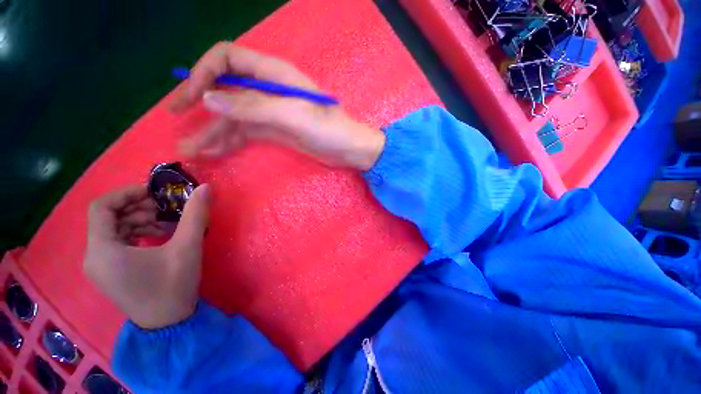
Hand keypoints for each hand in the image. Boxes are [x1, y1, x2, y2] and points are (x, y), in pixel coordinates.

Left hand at [83, 184, 209, 328]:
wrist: (169, 324)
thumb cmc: (173, 285)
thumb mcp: (187, 247)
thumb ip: (195, 215)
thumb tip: (205, 188)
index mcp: (103, 250)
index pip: (101, 207)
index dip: (127, 193)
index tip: (155, 193)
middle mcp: (93, 257)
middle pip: (108, 218)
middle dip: (138, 207)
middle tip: (166, 208)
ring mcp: (100, 266)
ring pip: (113, 230)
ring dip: (140, 220)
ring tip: (167, 223)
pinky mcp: (109, 272)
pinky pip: (117, 242)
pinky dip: (137, 233)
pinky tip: (160, 236)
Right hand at [171, 42, 385, 170]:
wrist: (348, 149)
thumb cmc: (329, 130)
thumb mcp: (293, 115)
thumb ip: (253, 105)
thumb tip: (209, 97)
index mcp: (272, 74)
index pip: (227, 59)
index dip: (203, 72)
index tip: (190, 97)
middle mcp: (267, 89)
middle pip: (225, 87)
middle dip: (199, 101)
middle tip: (176, 118)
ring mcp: (270, 112)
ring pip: (233, 116)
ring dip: (211, 130)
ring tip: (189, 150)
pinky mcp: (274, 130)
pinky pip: (245, 132)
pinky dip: (229, 140)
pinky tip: (213, 151)